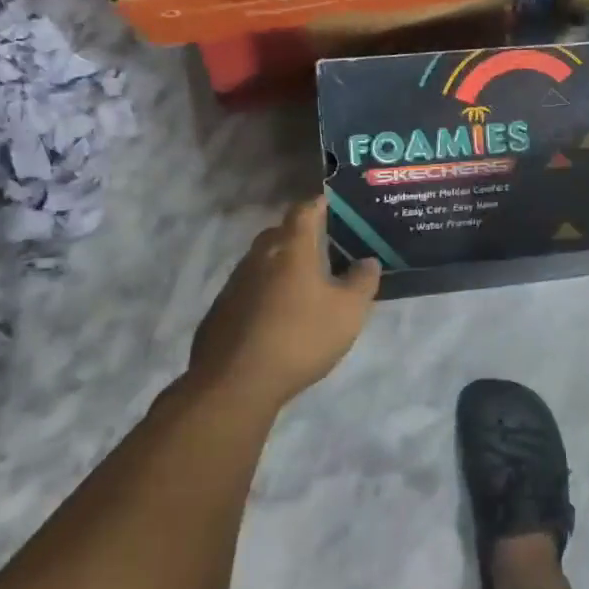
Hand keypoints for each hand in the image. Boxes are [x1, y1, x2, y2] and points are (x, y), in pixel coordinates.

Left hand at [187, 198, 379, 409]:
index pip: (304, 211)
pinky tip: (277, 316)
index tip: (333, 204)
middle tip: (322, 245)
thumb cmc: (300, 338)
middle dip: (299, 234)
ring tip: (303, 283)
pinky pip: (247, 290)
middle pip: (278, 233)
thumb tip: (368, 261)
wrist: (234, 385)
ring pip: (260, 262)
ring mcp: (234, 285)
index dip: (319, 204)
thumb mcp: (348, 312)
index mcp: (291, 249)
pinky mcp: (219, 312)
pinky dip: (264, 293)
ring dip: (280, 265)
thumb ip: (362, 282)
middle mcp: (259, 258)